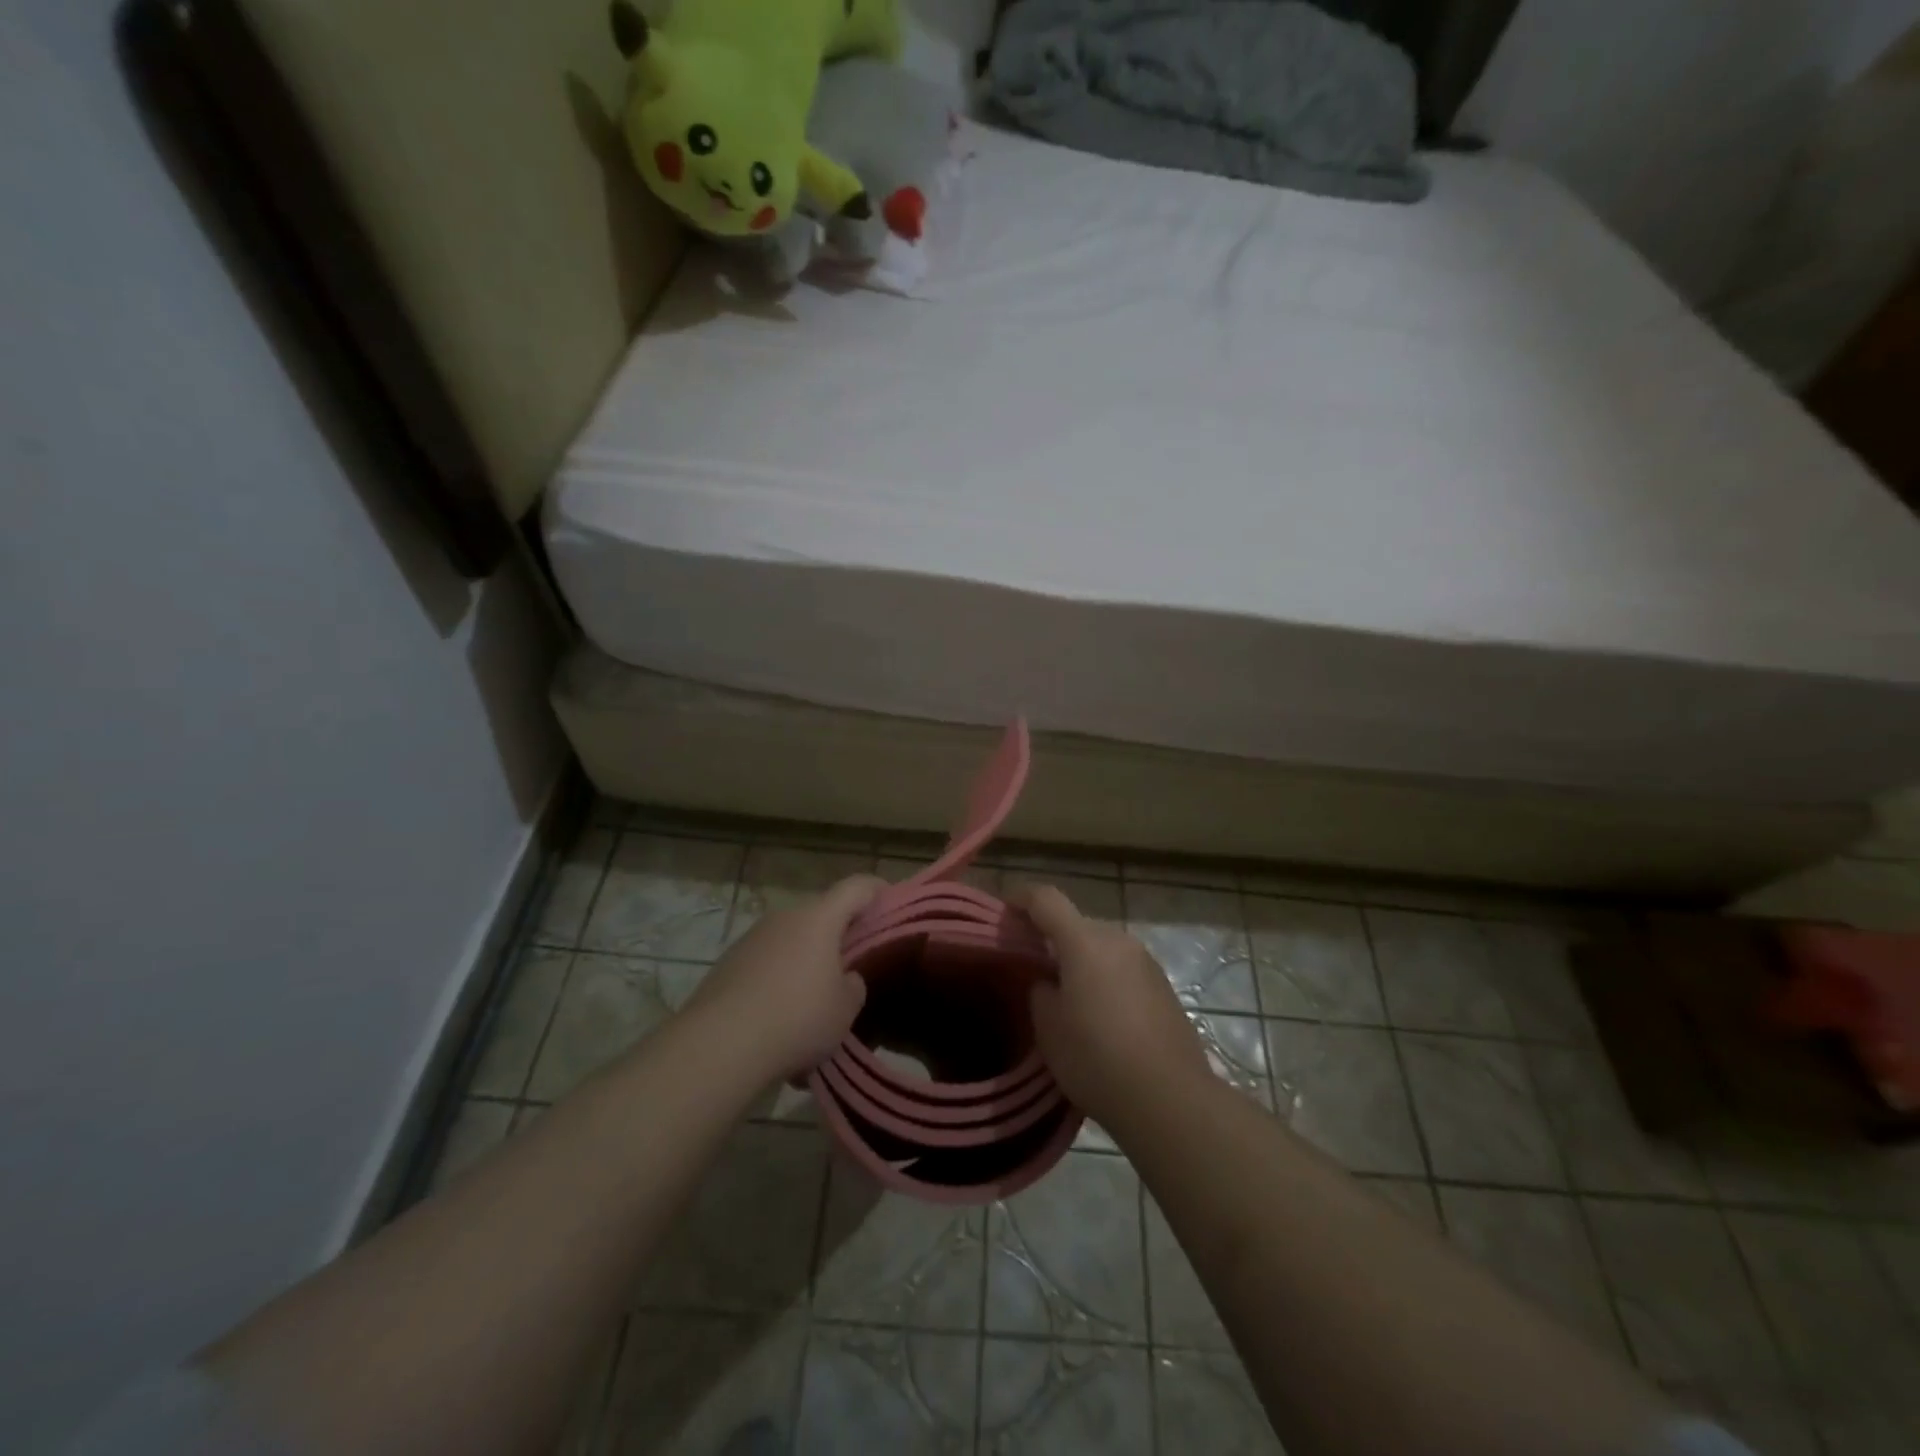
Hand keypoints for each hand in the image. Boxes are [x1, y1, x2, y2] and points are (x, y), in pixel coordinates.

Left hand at [684, 876, 882, 1080]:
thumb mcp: (845, 1009)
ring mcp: (752, 939)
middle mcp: (784, 918)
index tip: (890, 902)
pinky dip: (779, 981)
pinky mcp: (728, 964)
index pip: (857, 887)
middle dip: (839, 933)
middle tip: (854, 962)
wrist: (718, 1046)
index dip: (877, 890)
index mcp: (819, 918)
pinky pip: (766, 964)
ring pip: (791, 941)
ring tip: (814, 1001)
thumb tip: (844, 978)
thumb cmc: (796, 1019)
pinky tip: (780, 1020)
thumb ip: (853, 986)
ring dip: (806, 960)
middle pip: (821, 914)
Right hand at [1016, 883, 1210, 1126]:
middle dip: (1051, 938)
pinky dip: (1105, 979)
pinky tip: (1100, 1017)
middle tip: (1032, 967)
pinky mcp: (1163, 987)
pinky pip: (1122, 969)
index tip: (1004, 913)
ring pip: (1101, 948)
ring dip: (1081, 960)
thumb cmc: (1097, 1058)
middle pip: (1076, 924)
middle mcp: (1118, 940)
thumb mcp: (1049, 1028)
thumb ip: (1040, 991)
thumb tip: (1049, 982)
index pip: (1046, 899)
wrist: (1171, 1099)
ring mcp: (1146, 962)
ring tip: (1066, 997)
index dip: (1021, 898)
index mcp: (1084, 941)